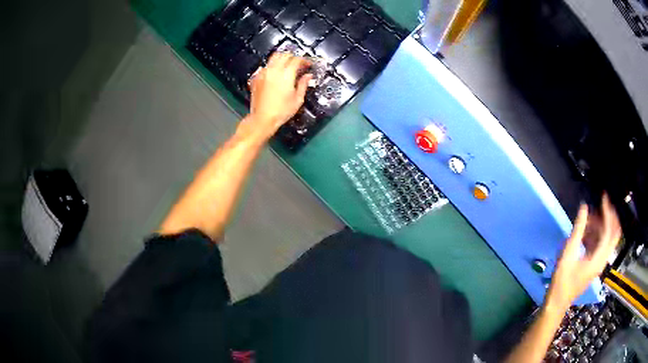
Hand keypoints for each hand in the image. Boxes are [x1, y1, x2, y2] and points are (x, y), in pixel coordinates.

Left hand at [247, 52, 312, 137]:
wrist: (262, 119)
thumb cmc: (281, 111)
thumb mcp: (297, 99)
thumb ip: (303, 84)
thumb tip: (308, 76)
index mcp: (286, 74)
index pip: (296, 60)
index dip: (304, 60)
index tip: (308, 64)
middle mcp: (274, 70)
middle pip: (284, 55)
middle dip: (293, 57)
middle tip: (298, 64)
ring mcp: (264, 73)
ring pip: (274, 58)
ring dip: (282, 59)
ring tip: (287, 66)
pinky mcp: (257, 78)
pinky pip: (266, 66)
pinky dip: (273, 66)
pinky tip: (276, 74)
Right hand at [546, 194, 621, 309]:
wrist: (558, 303)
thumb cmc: (562, 280)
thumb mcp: (568, 254)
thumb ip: (578, 230)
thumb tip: (584, 208)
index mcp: (598, 258)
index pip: (609, 230)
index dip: (608, 212)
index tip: (603, 197)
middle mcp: (603, 260)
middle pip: (614, 234)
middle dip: (610, 217)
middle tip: (602, 205)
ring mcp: (600, 263)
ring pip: (608, 239)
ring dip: (602, 226)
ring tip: (590, 219)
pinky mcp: (595, 265)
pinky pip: (602, 245)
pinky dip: (597, 234)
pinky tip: (587, 232)